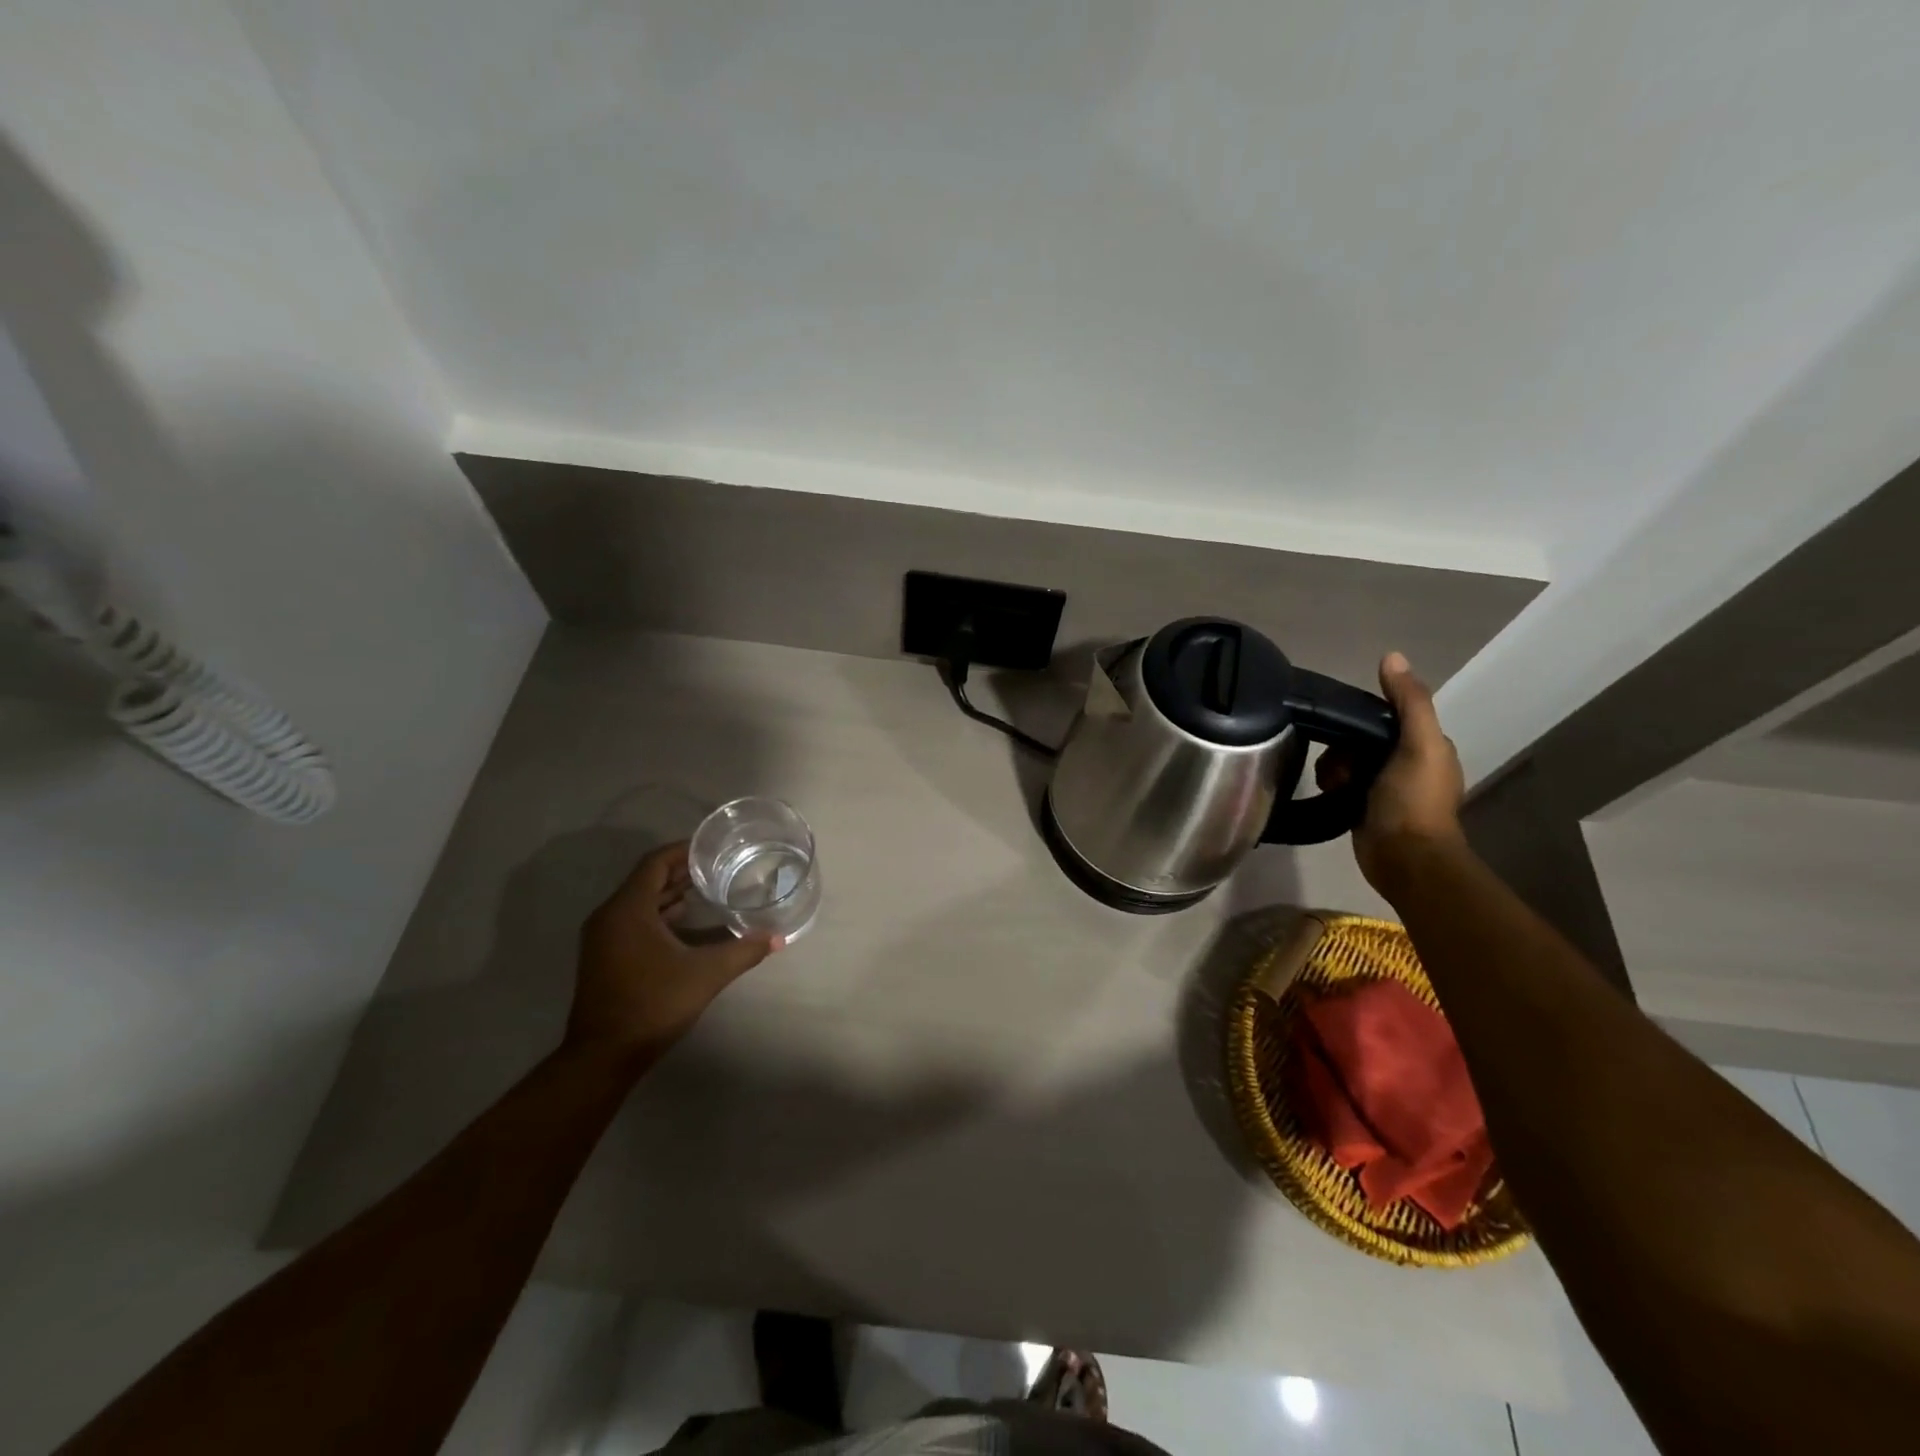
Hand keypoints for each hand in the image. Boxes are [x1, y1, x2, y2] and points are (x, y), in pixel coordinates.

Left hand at [565, 841, 780, 1068]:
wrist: (604, 1056)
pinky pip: (634, 920)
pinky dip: (660, 914)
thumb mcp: (706, 974)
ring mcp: (603, 938)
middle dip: (682, 871)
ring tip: (709, 888)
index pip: (655, 862)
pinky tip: (687, 922)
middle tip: (719, 865)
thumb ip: (743, 951)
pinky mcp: (604, 956)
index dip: (684, 850)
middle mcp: (610, 916)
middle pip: (647, 879)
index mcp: (628, 909)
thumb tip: (777, 937)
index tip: (713, 846)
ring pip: (640, 901)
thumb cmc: (653, 1004)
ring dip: (671, 893)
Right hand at [1317, 652, 1465, 894]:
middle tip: (1338, 766)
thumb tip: (1391, 656)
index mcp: (1428, 747)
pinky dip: (1332, 786)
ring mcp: (1386, 788)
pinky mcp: (1365, 808)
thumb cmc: (1414, 800)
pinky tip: (1329, 793)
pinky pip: (1341, 784)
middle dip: (1344, 749)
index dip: (1363, 719)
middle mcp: (1409, 764)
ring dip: (1334, 768)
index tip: (1345, 730)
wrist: (1404, 858)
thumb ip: (1409, 701)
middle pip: (1362, 740)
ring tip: (1333, 784)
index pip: (1388, 717)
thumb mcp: (1418, 744)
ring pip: (1348, 762)